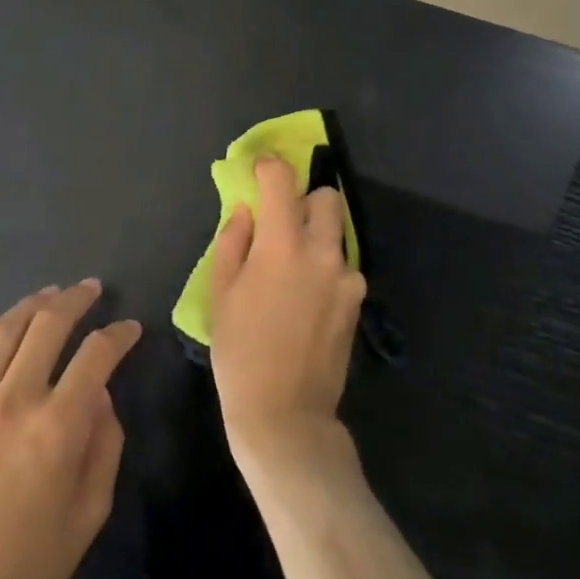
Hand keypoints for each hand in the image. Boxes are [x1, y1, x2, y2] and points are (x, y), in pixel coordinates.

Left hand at [0, 280, 139, 578]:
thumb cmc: (25, 572)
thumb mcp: (88, 516)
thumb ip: (103, 447)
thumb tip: (100, 396)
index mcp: (57, 427)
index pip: (96, 356)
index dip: (118, 334)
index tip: (130, 328)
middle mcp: (12, 402)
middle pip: (46, 327)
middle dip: (75, 300)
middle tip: (91, 289)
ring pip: (0, 333)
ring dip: (29, 307)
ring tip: (48, 296)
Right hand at [208, 158, 366, 485]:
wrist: (285, 411)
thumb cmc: (240, 351)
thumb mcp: (221, 293)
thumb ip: (233, 242)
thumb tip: (246, 211)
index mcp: (282, 245)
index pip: (282, 181)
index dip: (269, 167)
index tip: (259, 170)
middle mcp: (322, 251)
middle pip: (326, 197)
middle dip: (303, 200)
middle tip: (281, 223)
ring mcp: (347, 276)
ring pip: (337, 232)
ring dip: (316, 235)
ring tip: (292, 268)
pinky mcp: (357, 300)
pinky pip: (342, 265)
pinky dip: (326, 265)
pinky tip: (307, 297)